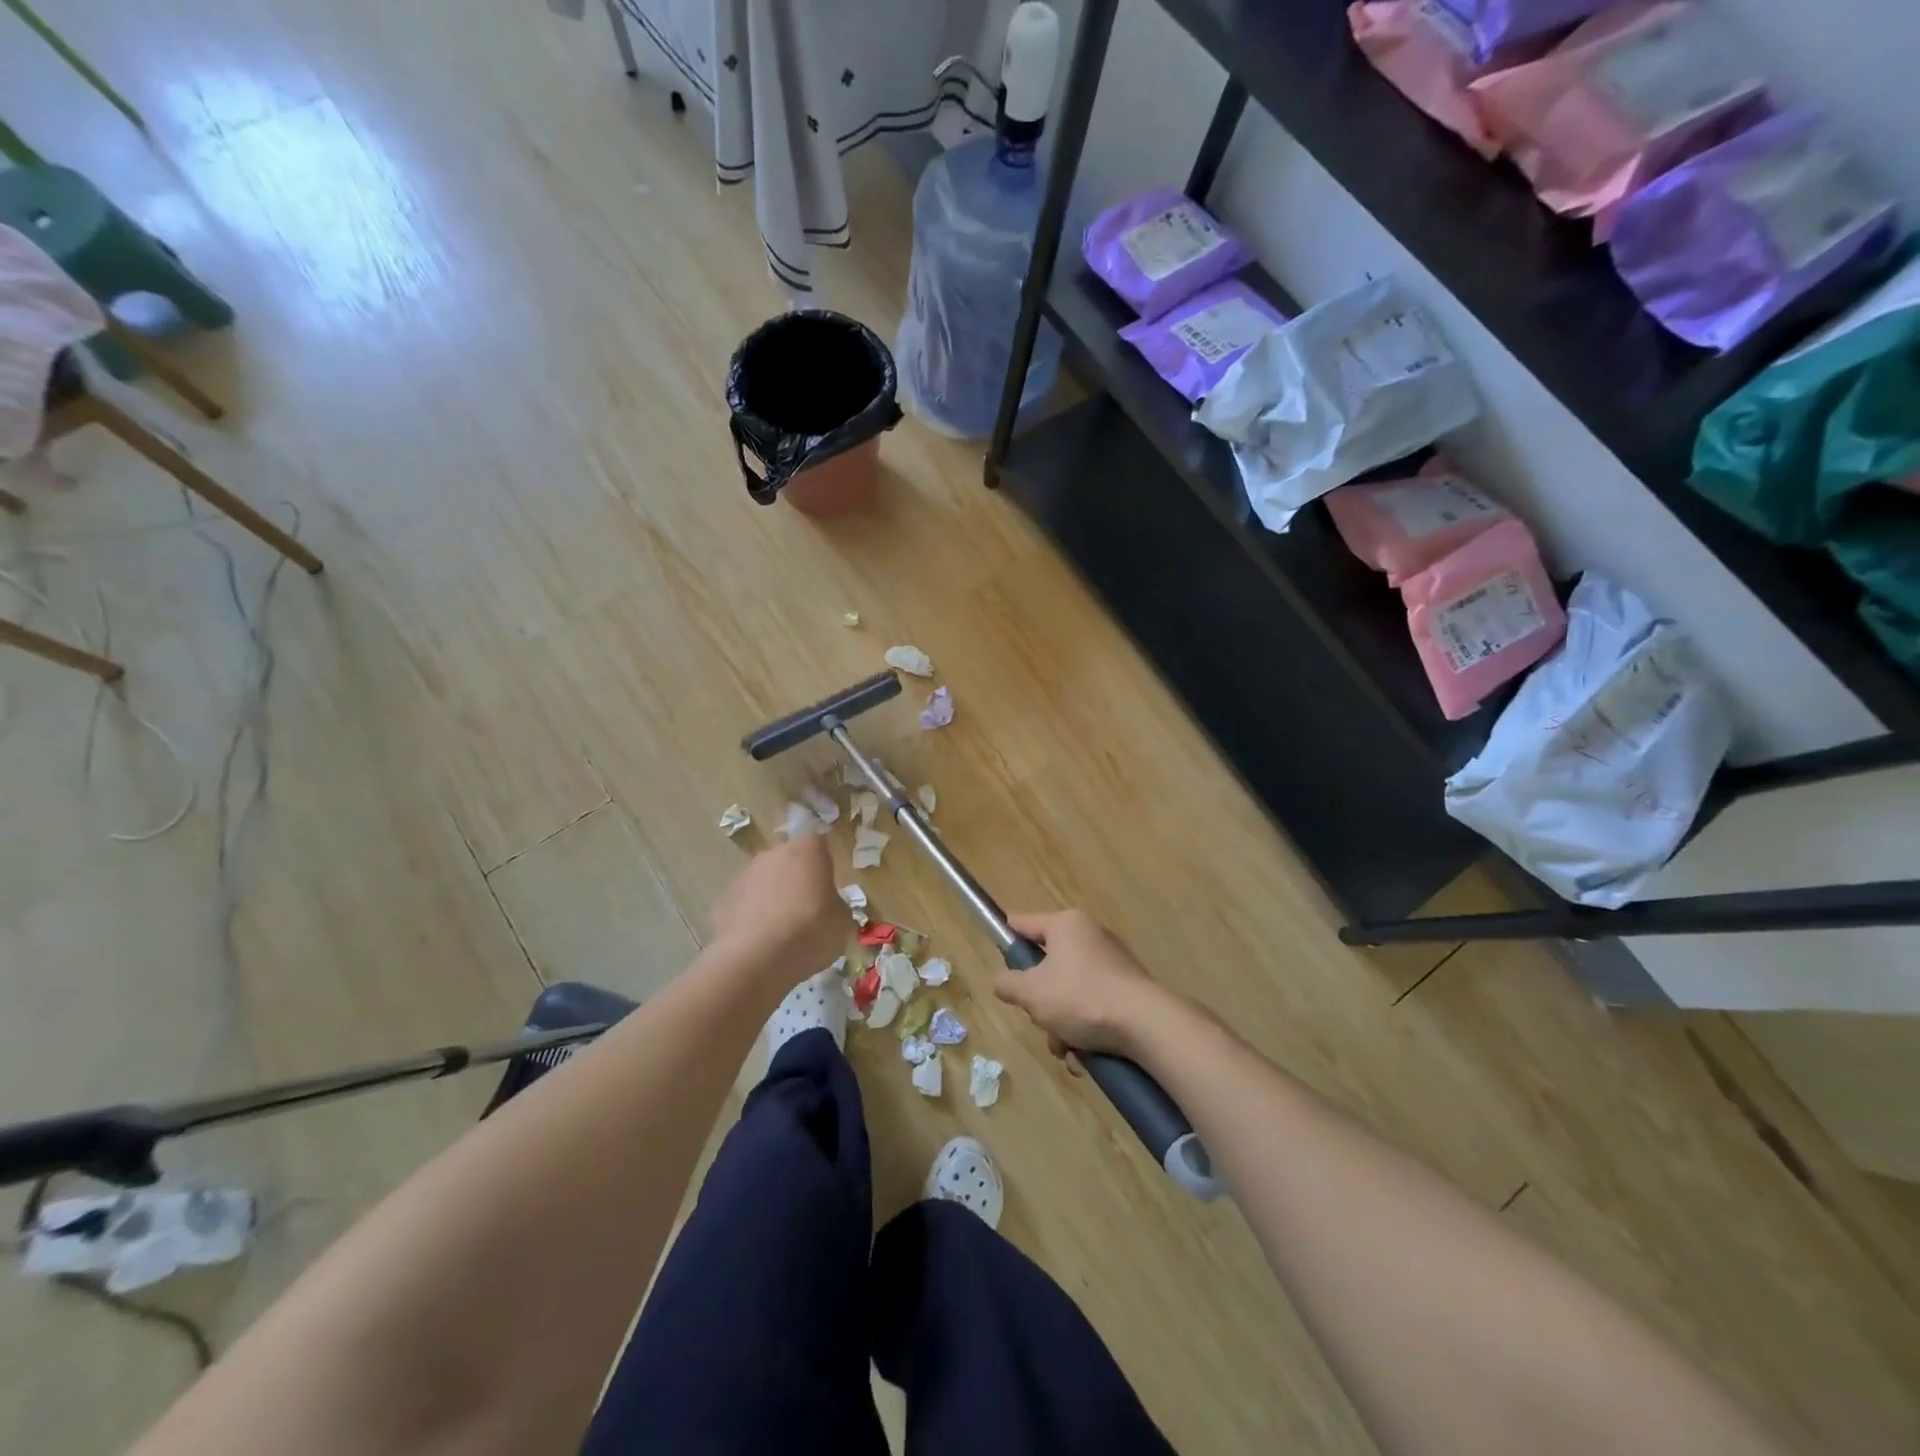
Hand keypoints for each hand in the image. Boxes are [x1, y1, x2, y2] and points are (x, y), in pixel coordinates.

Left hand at [708, 835, 843, 984]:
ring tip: (780, 932)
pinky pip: (744, 904)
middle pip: (788, 861)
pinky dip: (751, 917)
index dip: (823, 865)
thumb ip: (836, 905)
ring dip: (772, 898)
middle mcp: (773, 854)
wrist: (757, 959)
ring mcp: (744, 875)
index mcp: (807, 851)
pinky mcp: (723, 900)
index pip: (818, 844)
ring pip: (763, 881)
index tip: (827, 888)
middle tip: (806, 910)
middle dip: (795, 880)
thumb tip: (828, 907)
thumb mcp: (842, 922)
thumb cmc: (810, 931)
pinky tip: (759, 942)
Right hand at [993, 910, 1175, 1060]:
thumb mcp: (1030, 992)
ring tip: (1067, 1049)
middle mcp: (1090, 937)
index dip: (1005, 938)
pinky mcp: (1127, 990)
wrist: (1146, 1025)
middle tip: (1040, 1019)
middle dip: (1040, 1003)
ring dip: (1061, 1025)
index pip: (1023, 923)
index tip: (995, 955)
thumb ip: (1006, 983)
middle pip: (1047, 967)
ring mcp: (1111, 964)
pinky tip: (1085, 1056)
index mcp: (1066, 925)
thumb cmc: (1081, 998)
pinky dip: (1084, 1031)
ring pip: (1069, 994)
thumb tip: (1003, 981)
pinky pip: (1092, 1007)